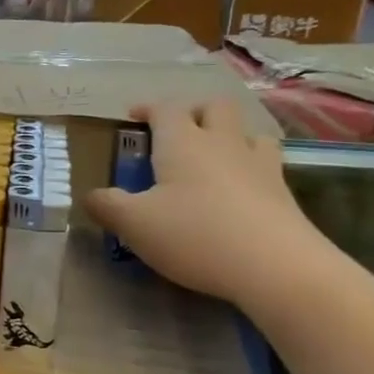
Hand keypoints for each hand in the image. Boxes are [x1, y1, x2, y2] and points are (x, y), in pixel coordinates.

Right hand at [82, 102, 332, 306]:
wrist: (276, 267)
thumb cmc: (195, 235)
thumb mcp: (134, 224)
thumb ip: (107, 206)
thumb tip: (91, 195)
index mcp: (182, 143)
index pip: (164, 108)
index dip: (147, 108)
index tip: (133, 117)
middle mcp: (222, 143)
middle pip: (213, 107)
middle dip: (193, 112)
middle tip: (176, 133)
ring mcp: (259, 164)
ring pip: (246, 131)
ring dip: (228, 134)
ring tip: (213, 156)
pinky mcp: (283, 191)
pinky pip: (266, 162)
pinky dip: (250, 165)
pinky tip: (240, 187)